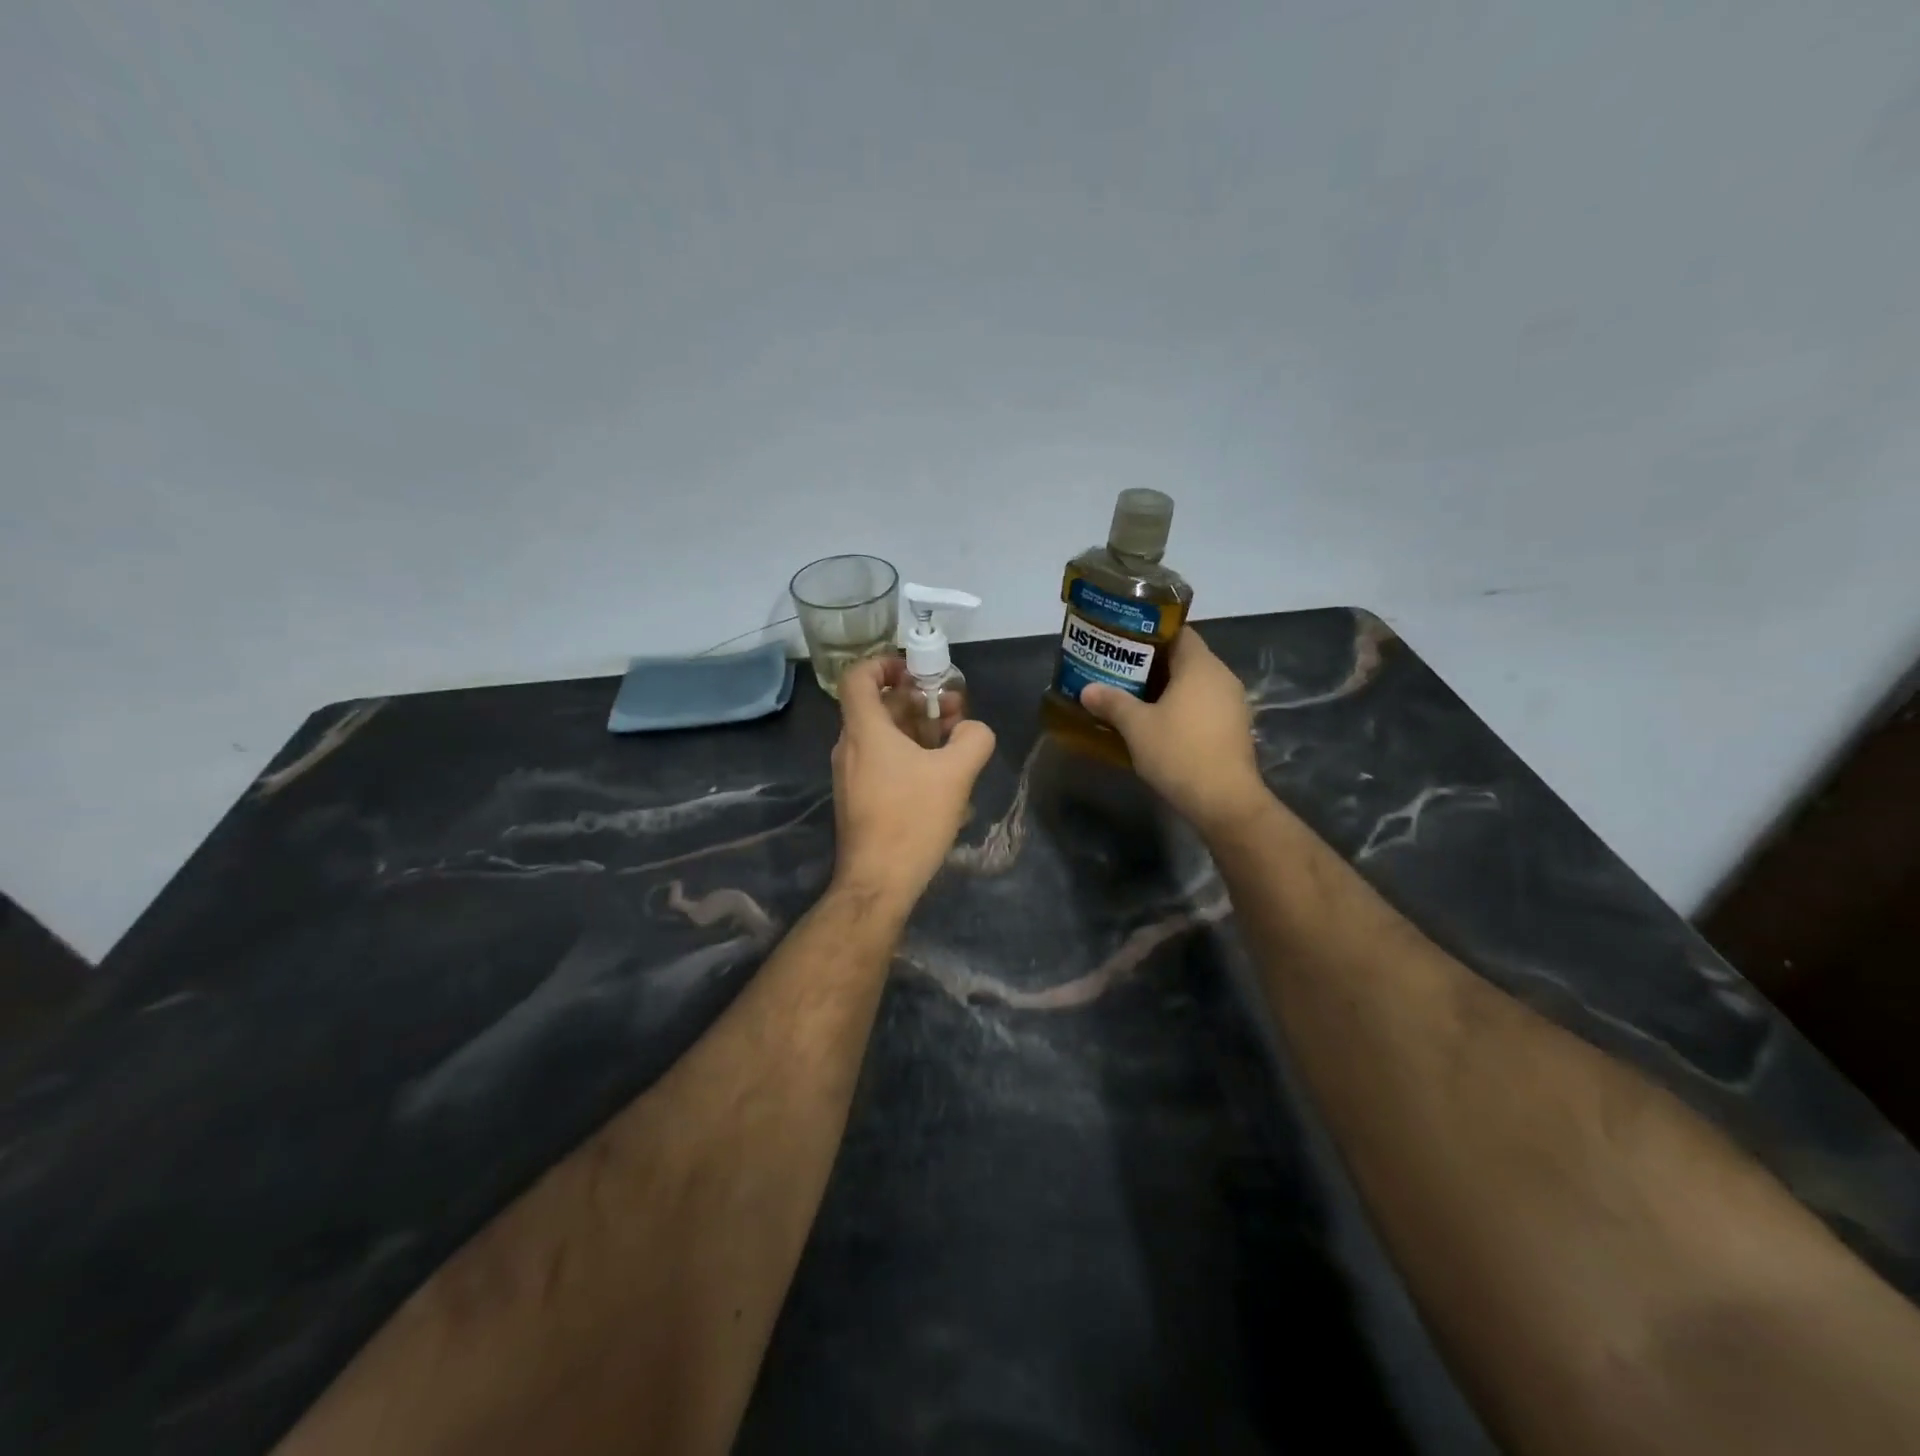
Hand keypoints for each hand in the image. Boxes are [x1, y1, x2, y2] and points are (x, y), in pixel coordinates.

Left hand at [829, 655, 995, 904]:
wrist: (878, 882)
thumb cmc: (912, 819)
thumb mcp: (955, 774)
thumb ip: (973, 739)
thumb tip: (972, 729)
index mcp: (864, 730)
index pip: (858, 676)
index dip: (884, 663)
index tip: (916, 672)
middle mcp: (850, 746)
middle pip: (878, 705)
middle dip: (917, 700)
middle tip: (953, 709)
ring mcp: (851, 774)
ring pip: (882, 735)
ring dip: (917, 728)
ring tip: (954, 742)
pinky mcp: (858, 797)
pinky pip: (881, 760)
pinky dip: (908, 754)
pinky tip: (940, 776)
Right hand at [1078, 627, 1268, 836]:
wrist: (1224, 800)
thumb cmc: (1179, 752)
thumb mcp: (1136, 726)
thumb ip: (1112, 702)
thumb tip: (1087, 689)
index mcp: (1200, 665)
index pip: (1178, 632)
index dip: (1150, 635)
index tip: (1123, 644)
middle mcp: (1222, 677)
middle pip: (1185, 659)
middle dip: (1152, 665)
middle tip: (1120, 672)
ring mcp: (1233, 704)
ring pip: (1194, 685)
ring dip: (1167, 690)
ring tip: (1134, 699)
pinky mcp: (1234, 729)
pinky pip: (1204, 706)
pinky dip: (1182, 709)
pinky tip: (1159, 725)